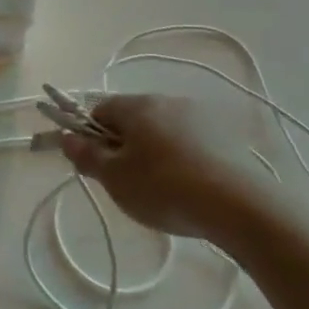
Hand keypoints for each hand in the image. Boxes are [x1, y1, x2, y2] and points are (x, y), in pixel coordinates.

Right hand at [58, 94, 283, 247]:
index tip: (95, 165)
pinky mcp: (227, 138)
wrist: (242, 207)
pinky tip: (189, 189)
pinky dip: (182, 160)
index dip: (90, 135)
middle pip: (132, 119)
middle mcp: (167, 101)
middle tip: (124, 181)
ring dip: (154, 152)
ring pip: (162, 131)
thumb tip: (66, 136)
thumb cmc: (165, 188)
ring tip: (160, 190)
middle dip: (123, 145)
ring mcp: (201, 117)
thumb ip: (86, 155)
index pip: (99, 110)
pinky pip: (190, 143)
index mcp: (137, 105)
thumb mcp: (114, 178)